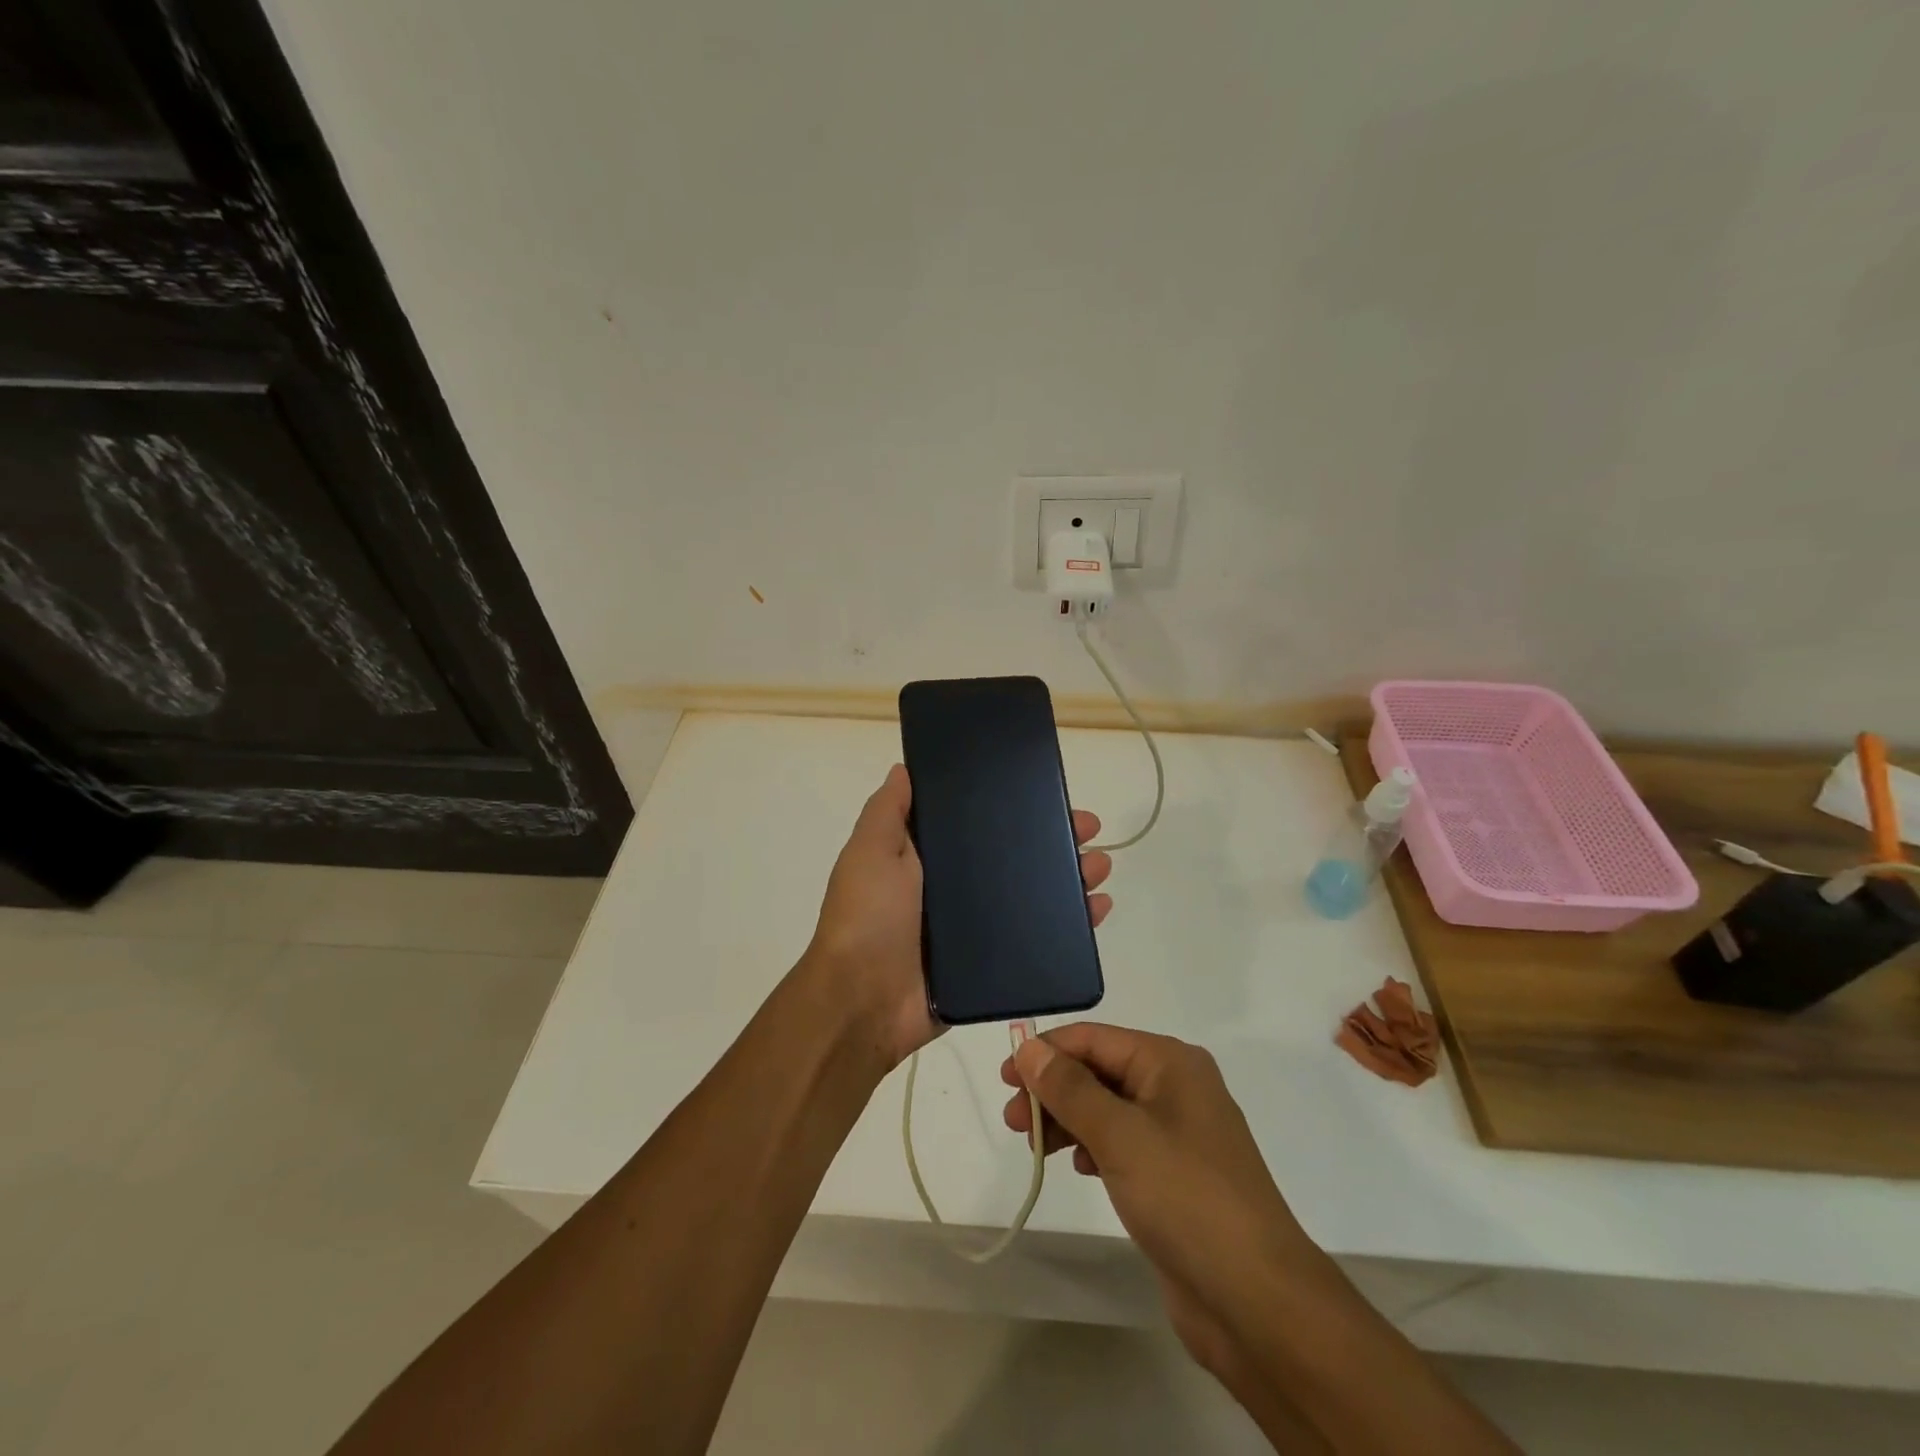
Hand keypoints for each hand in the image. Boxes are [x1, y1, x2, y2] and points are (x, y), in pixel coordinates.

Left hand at [803, 764, 1113, 1069]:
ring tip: (1101, 867)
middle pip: (1014, 860)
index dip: (1012, 809)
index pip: (978, 825)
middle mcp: (953, 891)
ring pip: (1032, 897)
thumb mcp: (870, 851)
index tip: (1045, 793)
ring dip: (1069, 880)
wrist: (863, 1002)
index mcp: (927, 861)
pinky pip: (1036, 941)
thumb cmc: (867, 917)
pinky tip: (1097, 910)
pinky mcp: (991, 967)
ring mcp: (974, 931)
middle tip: (1090, 829)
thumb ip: (888, 811)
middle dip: (1053, 842)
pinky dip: (1069, 927)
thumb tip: (905, 768)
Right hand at [1000, 1025, 1324, 1386]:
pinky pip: (1122, 1143)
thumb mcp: (1119, 1135)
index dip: (1046, 1053)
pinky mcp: (1175, 1175)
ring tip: (1034, 1148)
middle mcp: (1176, 1087)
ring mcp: (1178, 1133)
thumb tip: (1028, 1047)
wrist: (1257, 1301)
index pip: (1093, 1039)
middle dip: (1053, 1090)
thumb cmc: (1186, 1198)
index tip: (1004, 1079)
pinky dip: (1092, 1146)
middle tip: (1012, 1122)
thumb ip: (1069, 1088)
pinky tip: (1077, 1166)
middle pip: (1098, 1072)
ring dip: (1067, 1120)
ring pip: (1107, 1109)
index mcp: (1170, 1062)